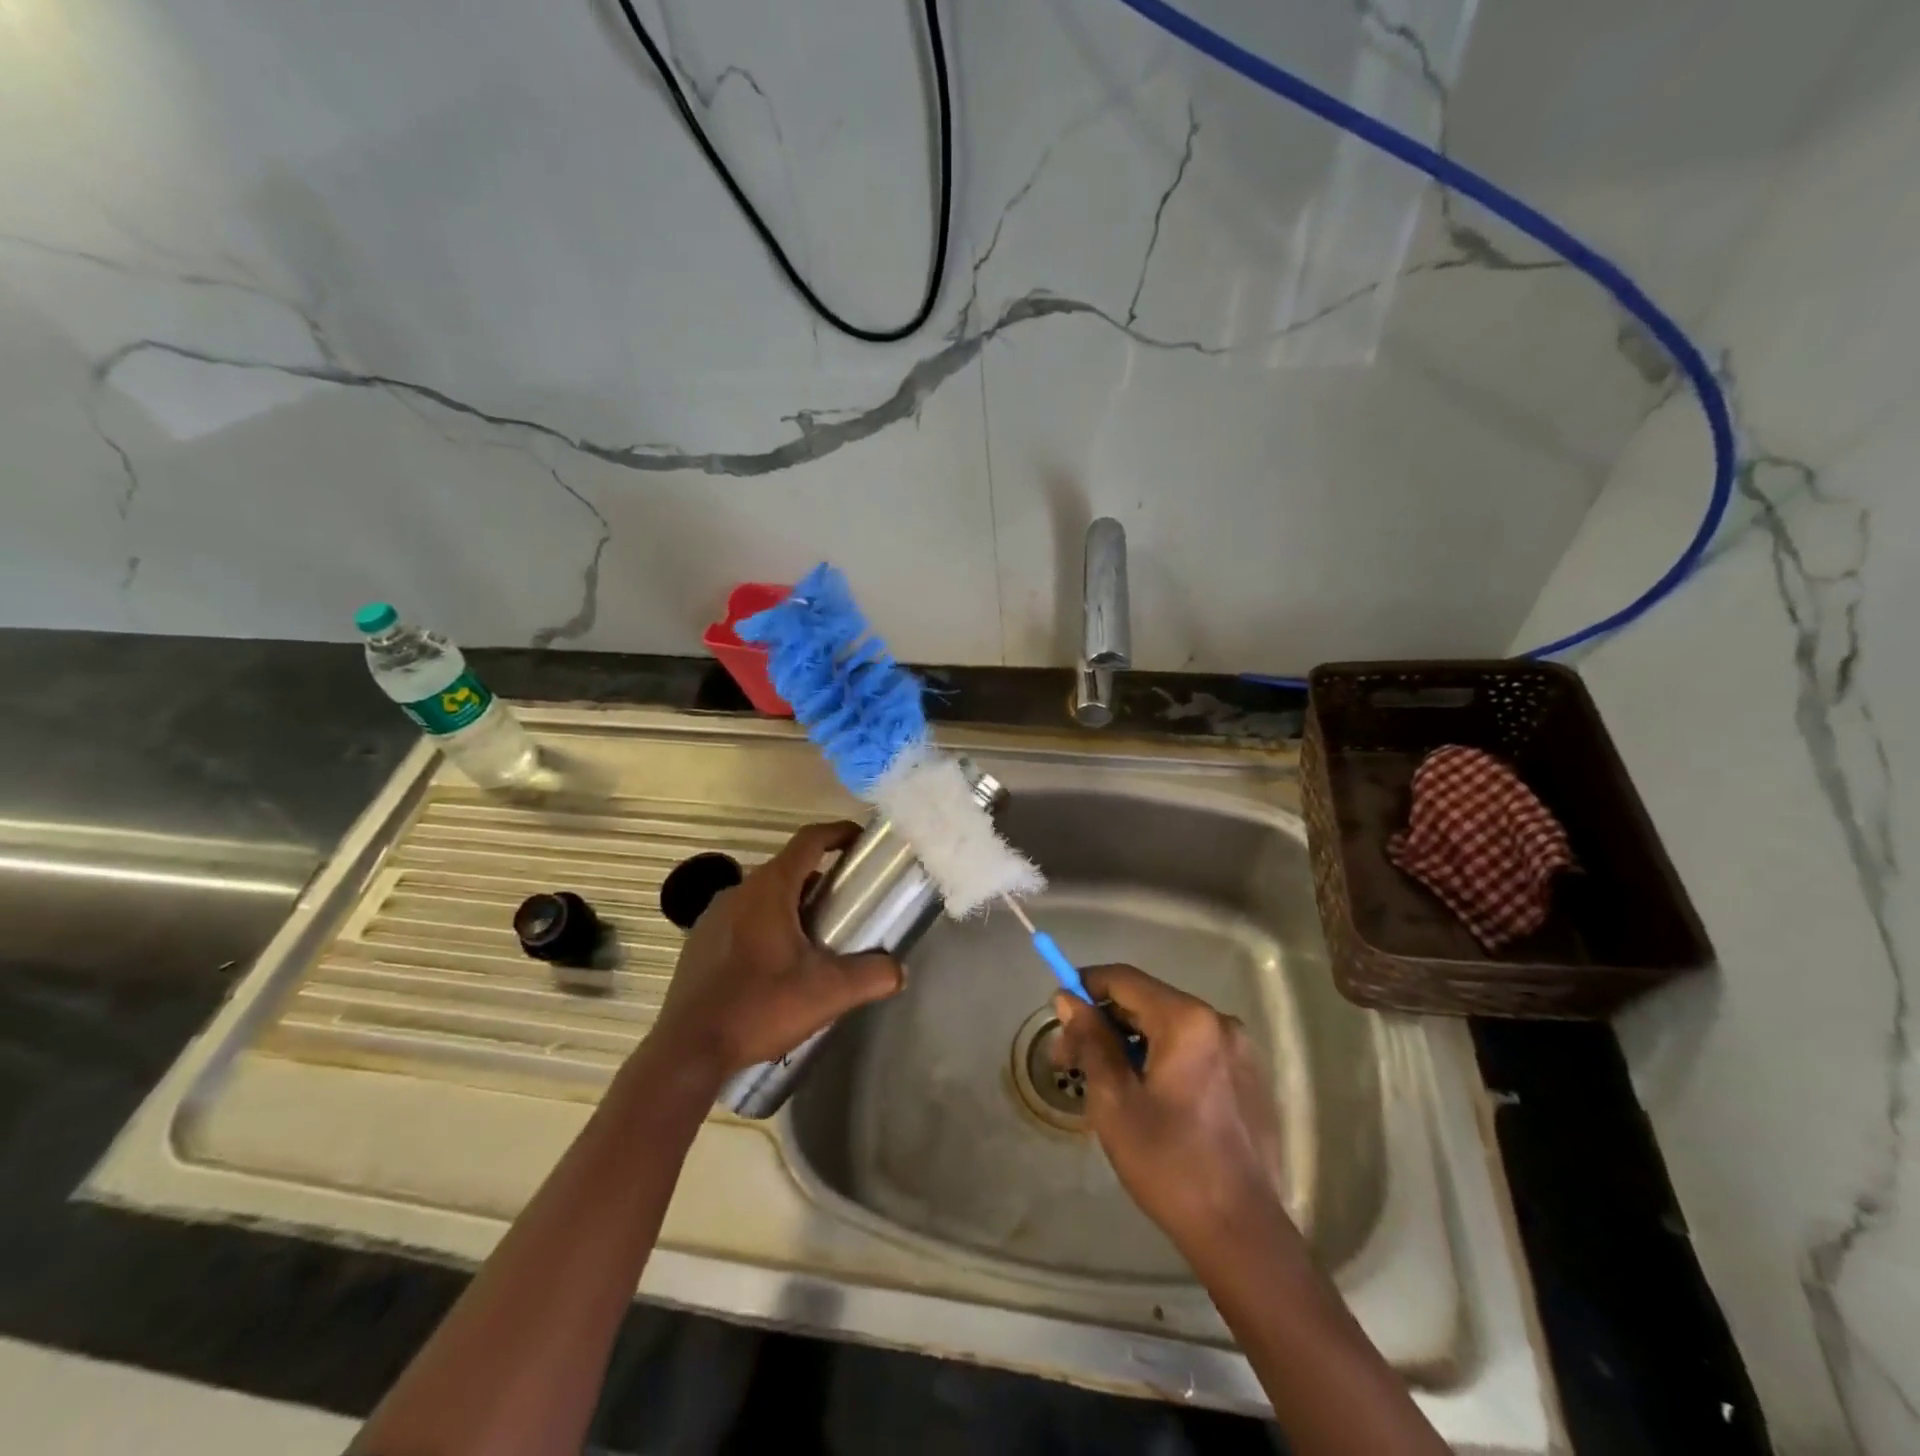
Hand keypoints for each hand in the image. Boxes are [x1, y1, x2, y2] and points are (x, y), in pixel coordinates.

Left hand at [650, 821, 903, 1077]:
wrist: (688, 1051)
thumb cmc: (759, 1007)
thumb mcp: (828, 993)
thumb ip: (872, 976)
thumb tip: (899, 971)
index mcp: (769, 889)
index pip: (809, 840)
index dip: (838, 833)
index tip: (860, 841)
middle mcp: (738, 891)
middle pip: (788, 869)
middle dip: (820, 880)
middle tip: (847, 905)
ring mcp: (712, 917)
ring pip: (763, 896)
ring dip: (792, 906)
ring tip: (815, 939)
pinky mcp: (699, 943)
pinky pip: (741, 920)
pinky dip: (766, 926)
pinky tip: (776, 966)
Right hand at [1053, 964, 1290, 1257]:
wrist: (1242, 1234)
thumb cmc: (1170, 1163)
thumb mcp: (1114, 1100)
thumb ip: (1091, 1040)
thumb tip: (1068, 999)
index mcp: (1187, 1020)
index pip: (1124, 980)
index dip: (1085, 987)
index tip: (1058, 1015)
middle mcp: (1218, 1021)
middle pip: (1147, 1003)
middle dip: (1104, 1024)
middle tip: (1069, 1062)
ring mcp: (1239, 1050)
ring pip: (1169, 1028)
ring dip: (1130, 1044)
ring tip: (1103, 1084)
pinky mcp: (1248, 1078)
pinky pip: (1193, 1051)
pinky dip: (1161, 1059)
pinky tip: (1145, 1098)